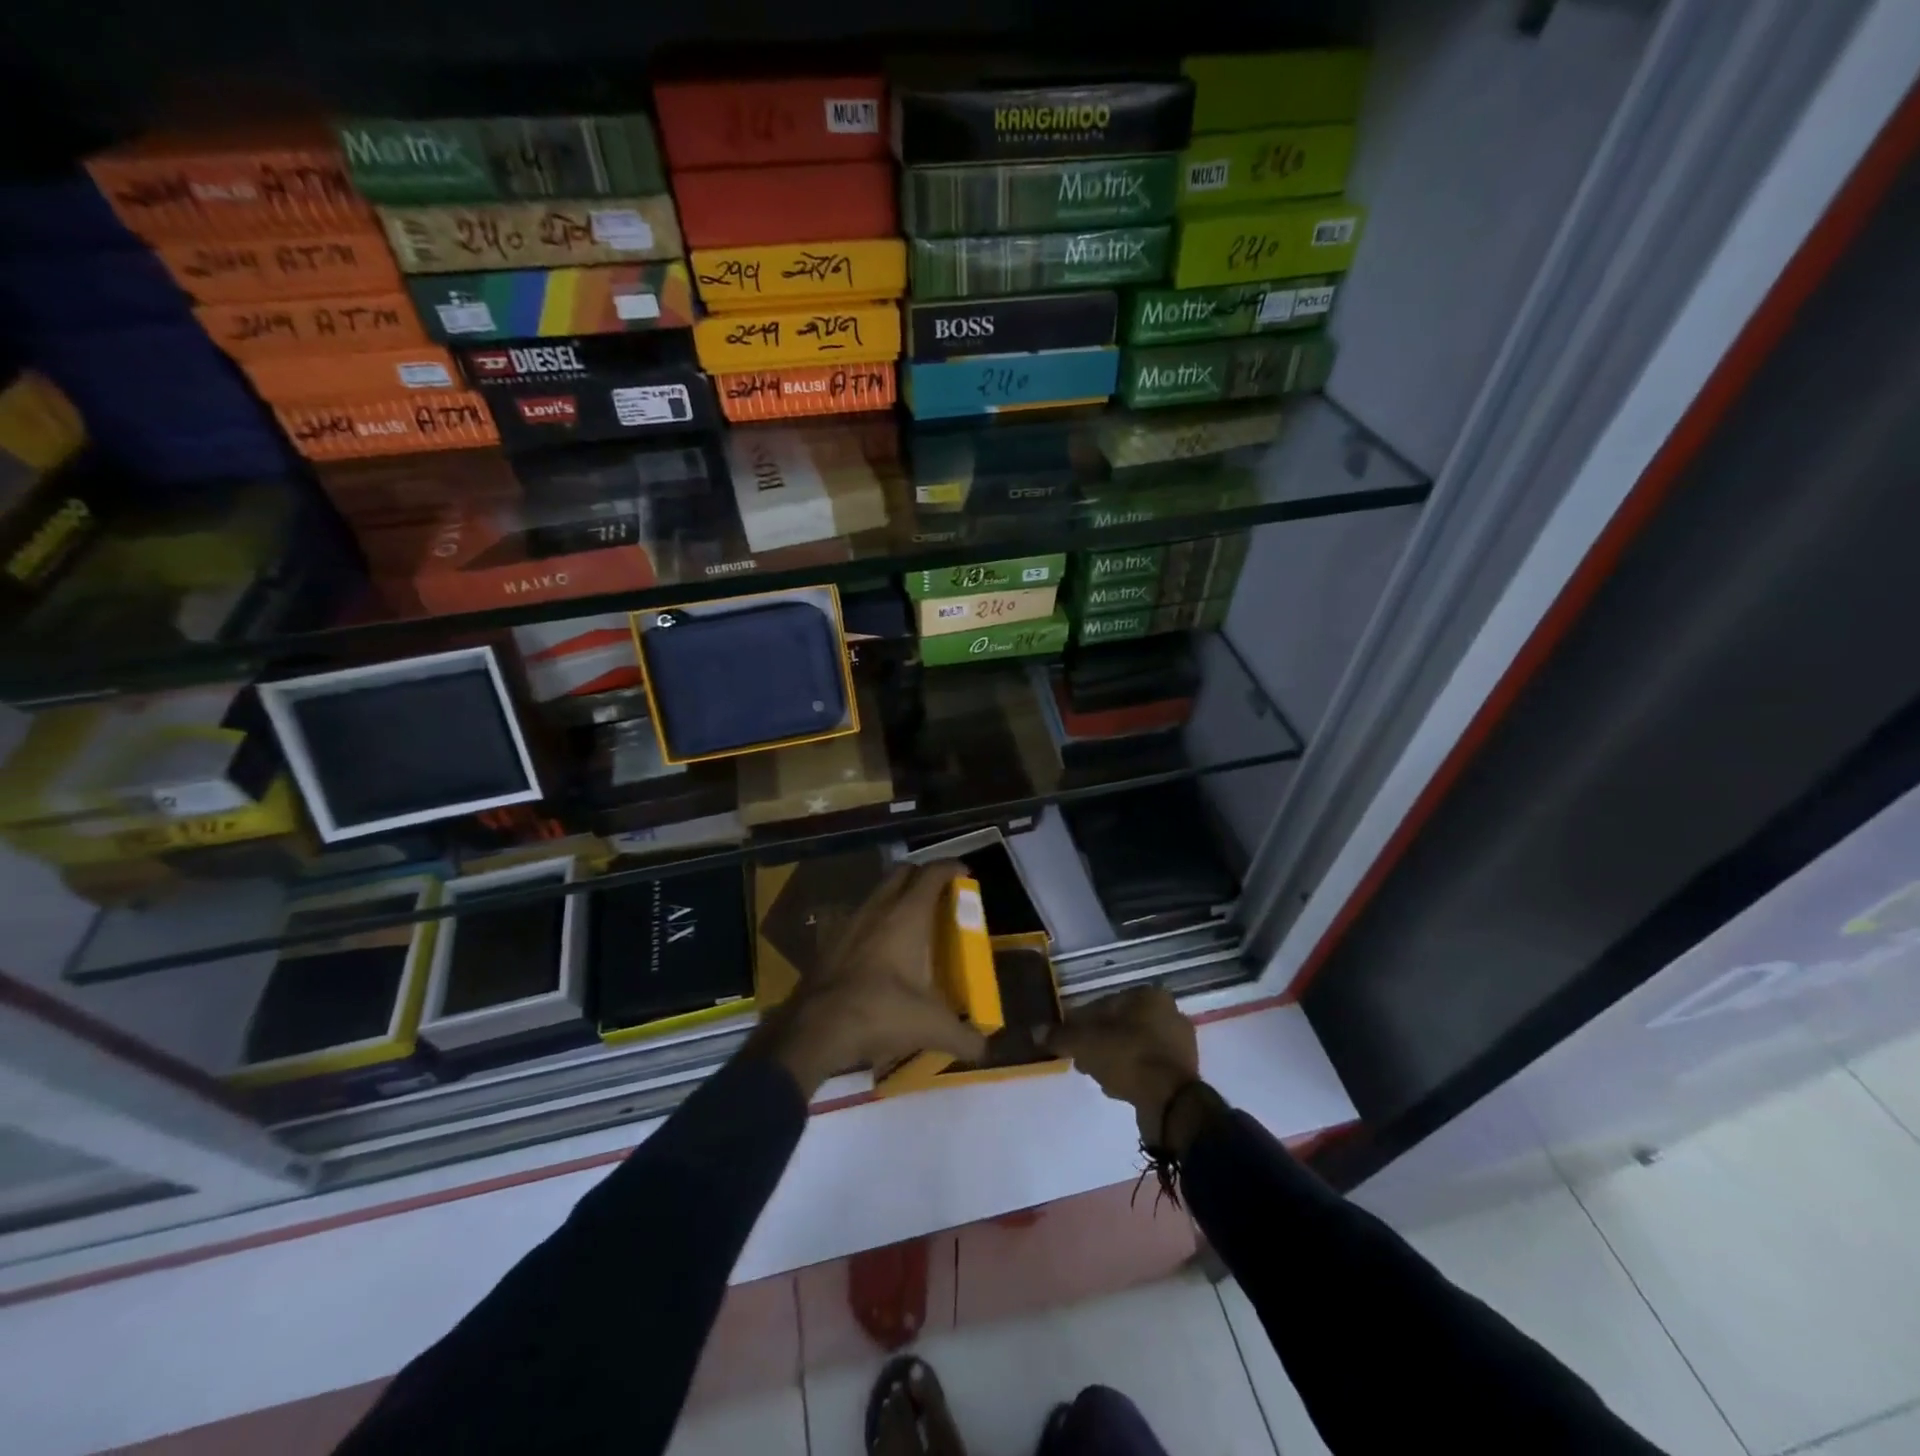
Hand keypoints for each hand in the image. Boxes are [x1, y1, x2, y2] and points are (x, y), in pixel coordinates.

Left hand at [753, 862, 987, 1098]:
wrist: (816, 1029)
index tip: (965, 873)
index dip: (951, 867)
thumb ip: (963, 1037)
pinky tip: (877, 946)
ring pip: (877, 892)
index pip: (932, 874)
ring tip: (910, 921)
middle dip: (922, 876)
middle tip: (939, 896)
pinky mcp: (829, 940)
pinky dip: (872, 921)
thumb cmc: (880, 1013)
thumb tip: (983, 1048)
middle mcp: (878, 908)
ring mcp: (849, 921)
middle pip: (902, 872)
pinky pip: (856, 917)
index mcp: (907, 916)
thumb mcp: (931, 1027)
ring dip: (895, 896)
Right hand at [1046, 988, 1206, 1147]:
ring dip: (1114, 1059)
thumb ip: (1060, 1036)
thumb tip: (1036, 1031)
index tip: (1069, 1040)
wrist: (1170, 1102)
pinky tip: (1116, 1088)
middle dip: (1099, 1042)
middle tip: (1081, 1061)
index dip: (1082, 1022)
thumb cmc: (1127, 1057)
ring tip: (1097, 1077)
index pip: (1105, 1003)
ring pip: (1134, 1046)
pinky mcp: (1184, 1071)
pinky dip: (1132, 1073)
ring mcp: (1180, 1043)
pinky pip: (1148, 1066)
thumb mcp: (1085, 1044)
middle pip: (1121, 1025)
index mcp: (1148, 996)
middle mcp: (1169, 1012)